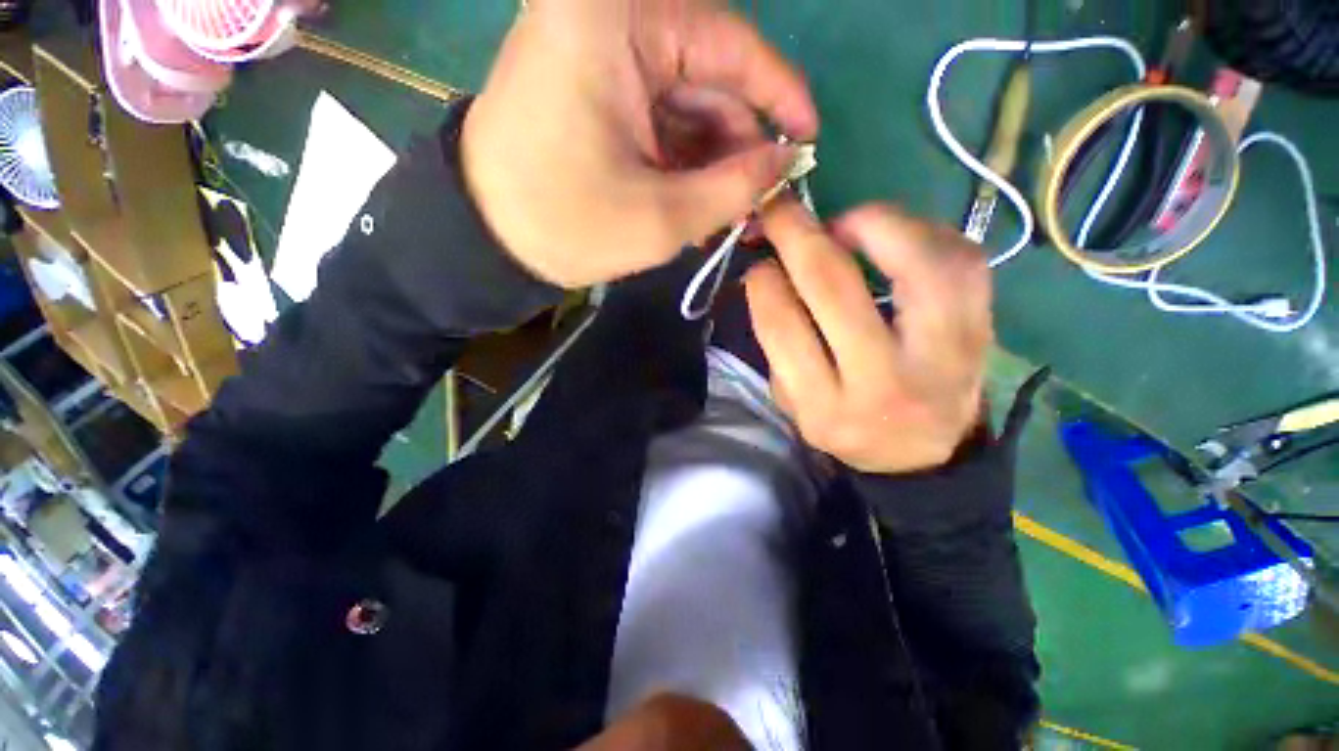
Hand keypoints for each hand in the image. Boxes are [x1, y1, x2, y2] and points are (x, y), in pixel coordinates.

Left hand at [461, 0, 817, 288]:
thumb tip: (785, 163)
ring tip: (732, 213)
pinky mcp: (592, 83)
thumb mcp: (662, 218)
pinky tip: (699, 199)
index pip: (730, 43)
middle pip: (709, 74)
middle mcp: (606, 14)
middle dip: (740, 143)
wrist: (486, 238)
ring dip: (714, 159)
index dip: (780, 96)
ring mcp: (597, 48)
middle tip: (762, 201)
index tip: (807, 143)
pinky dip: (685, 158)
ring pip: (686, 100)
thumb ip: (736, 188)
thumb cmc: (567, 226)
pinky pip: (659, 114)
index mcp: (616, 20)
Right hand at [745, 202, 992, 474]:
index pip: (784, 329)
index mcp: (827, 407)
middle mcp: (885, 382)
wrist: (925, 452)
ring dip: (868, 224)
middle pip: (835, 289)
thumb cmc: (848, 426)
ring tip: (842, 224)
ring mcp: (945, 354)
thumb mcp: (795, 405)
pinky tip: (893, 236)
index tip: (757, 261)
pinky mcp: (982, 329)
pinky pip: (959, 260)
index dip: (764, 283)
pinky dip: (921, 232)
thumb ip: (777, 347)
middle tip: (778, 210)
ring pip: (911, 263)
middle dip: (797, 236)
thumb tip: (767, 275)